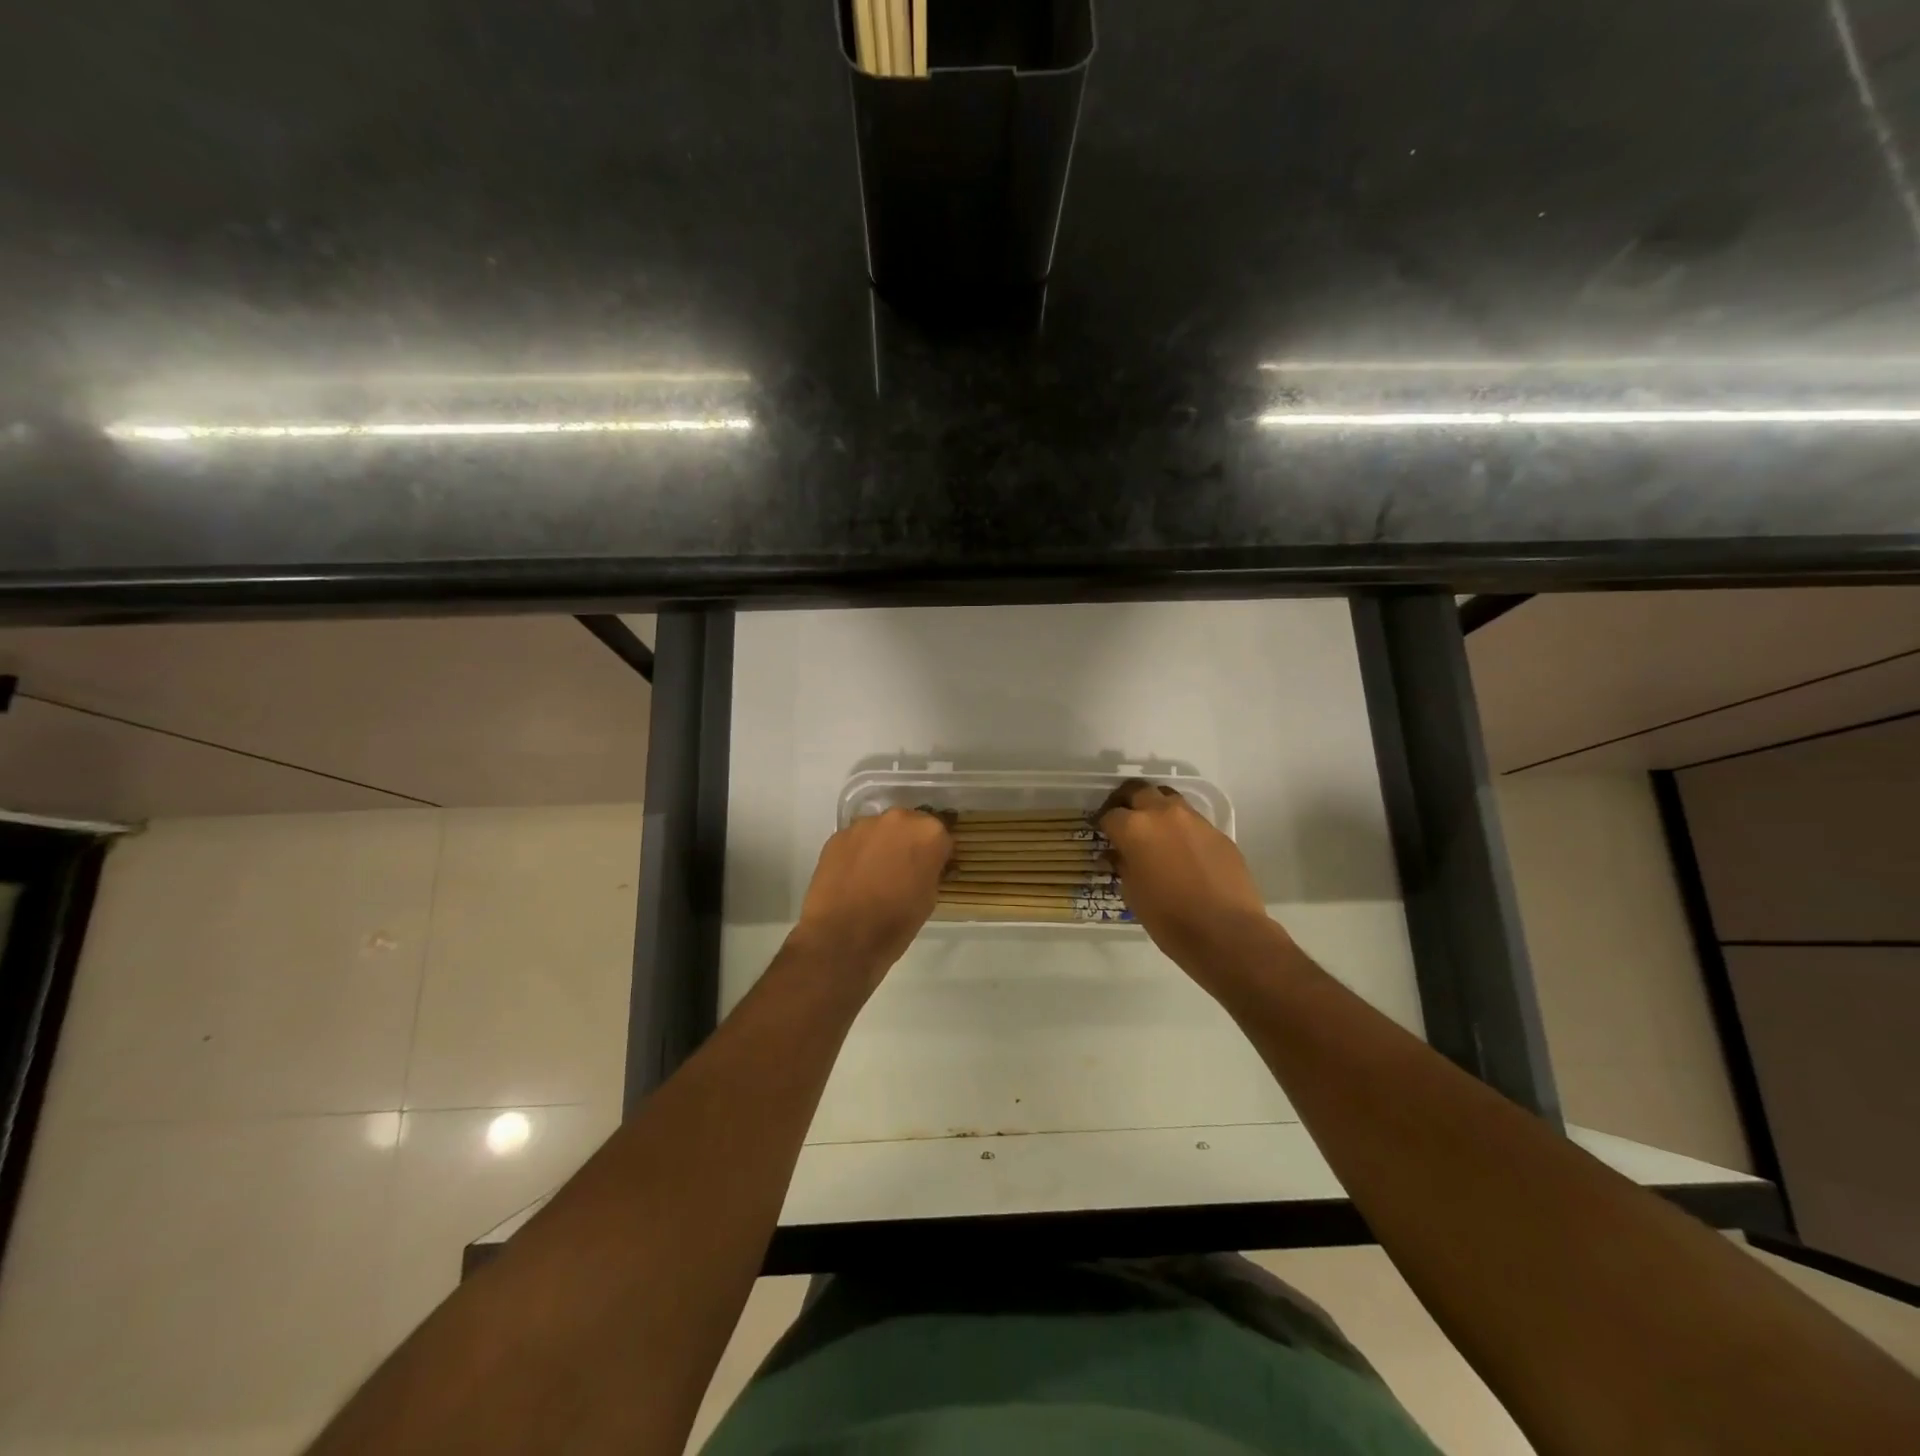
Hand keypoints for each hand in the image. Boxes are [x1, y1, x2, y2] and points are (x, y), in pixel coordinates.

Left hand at [792, 808, 951, 987]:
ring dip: (883, 845)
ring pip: (881, 830)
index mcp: (929, 833)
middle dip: (909, 843)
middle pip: (910, 825)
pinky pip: (856, 840)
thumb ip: (930, 870)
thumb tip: (924, 865)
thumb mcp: (929, 898)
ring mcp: (864, 825)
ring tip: (875, 875)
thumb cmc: (895, 922)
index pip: (941, 836)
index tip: (932, 870)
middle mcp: (898, 819)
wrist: (841, 937)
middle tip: (903, 870)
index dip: (937, 855)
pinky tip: (854, 877)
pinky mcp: (837, 835)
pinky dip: (859, 853)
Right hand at [1099, 780, 1275, 970]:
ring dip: (1156, 808)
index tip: (1102, 835)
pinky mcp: (1218, 832)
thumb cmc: (1168, 917)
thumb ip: (1123, 865)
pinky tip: (1182, 850)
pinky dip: (1181, 828)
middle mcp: (1163, 813)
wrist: (1226, 931)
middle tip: (1123, 819)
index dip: (1103, 825)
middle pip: (1139, 791)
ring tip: (1153, 829)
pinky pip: (1193, 820)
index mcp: (1135, 828)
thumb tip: (1117, 855)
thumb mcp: (1132, 893)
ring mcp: (1194, 820)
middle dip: (1126, 801)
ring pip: (1169, 798)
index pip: (1110, 815)